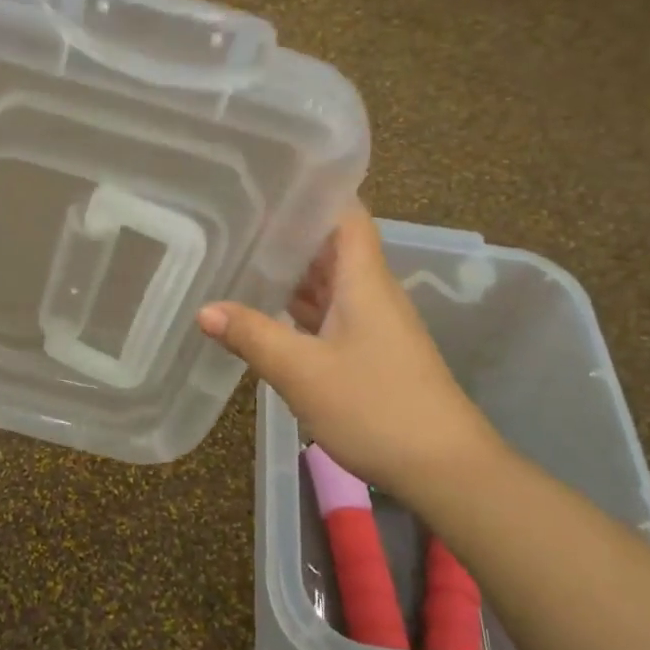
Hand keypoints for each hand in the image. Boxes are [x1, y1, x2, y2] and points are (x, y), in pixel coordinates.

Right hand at [197, 204, 502, 502]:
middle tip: (235, 218)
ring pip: (328, 283)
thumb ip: (252, 336)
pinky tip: (265, 312)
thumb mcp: (303, 372)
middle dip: (288, 232)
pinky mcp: (370, 352)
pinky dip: (299, 308)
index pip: (346, 214)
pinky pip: (329, 314)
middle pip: (331, 246)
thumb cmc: (376, 407)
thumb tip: (204, 310)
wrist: (445, 469)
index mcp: (363, 280)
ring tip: (239, 257)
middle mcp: (370, 292)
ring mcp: (372, 324)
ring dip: (291, 272)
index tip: (270, 180)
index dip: (314, 192)